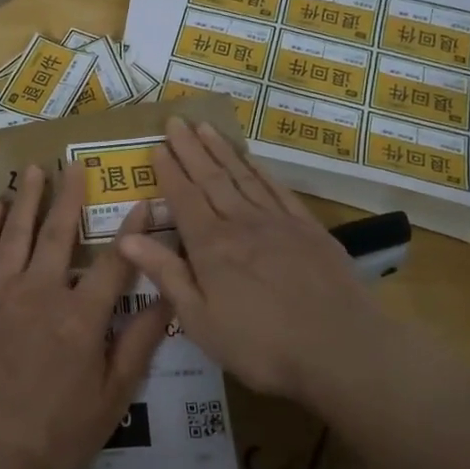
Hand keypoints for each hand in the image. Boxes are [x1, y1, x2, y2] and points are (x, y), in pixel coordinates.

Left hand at [0, 162, 170, 468]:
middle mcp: (42, 292)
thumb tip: (168, 300)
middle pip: (60, 234)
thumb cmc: (52, 434)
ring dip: (29, 199)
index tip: (144, 202)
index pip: (115, 262)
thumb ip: (138, 346)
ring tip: (37, 169)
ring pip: (18, 234)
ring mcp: (0, 293)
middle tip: (76, 164)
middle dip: (70, 196)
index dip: (133, 231)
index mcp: (82, 317)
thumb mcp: (111, 400)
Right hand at [117, 119, 388, 405]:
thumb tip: (127, 238)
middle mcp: (242, 223)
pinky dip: (260, 169)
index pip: (184, 198)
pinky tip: (251, 158)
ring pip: (243, 176)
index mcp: (211, 246)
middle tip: (176, 119)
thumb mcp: (201, 321)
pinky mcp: (308, 228)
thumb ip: (167, 275)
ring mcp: (278, 222)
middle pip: (211, 178)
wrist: (342, 349)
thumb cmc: (262, 345)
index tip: (157, 145)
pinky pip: (277, 189)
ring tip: (206, 127)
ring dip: (222, 150)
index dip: (169, 171)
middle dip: (191, 148)